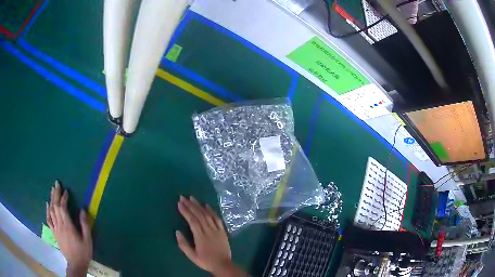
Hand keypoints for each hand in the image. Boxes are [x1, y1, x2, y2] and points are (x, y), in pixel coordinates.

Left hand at [46, 181, 91, 275]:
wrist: (76, 264)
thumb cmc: (83, 252)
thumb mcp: (88, 240)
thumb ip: (84, 224)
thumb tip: (82, 209)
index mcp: (68, 226)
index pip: (63, 208)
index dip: (63, 198)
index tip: (66, 191)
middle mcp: (60, 225)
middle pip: (55, 207)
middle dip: (55, 194)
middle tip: (56, 184)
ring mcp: (55, 228)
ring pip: (51, 211)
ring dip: (51, 199)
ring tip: (52, 191)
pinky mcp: (54, 232)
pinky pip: (48, 219)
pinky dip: (47, 210)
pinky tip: (47, 204)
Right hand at [176, 196, 244, 275]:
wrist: (223, 265)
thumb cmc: (206, 261)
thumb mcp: (192, 256)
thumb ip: (184, 244)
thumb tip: (177, 231)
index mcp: (200, 236)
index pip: (192, 220)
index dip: (185, 211)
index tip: (179, 203)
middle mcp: (209, 230)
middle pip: (199, 215)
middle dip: (190, 205)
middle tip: (183, 197)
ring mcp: (217, 229)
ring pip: (207, 215)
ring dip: (199, 205)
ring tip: (192, 198)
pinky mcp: (223, 231)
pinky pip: (217, 218)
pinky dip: (212, 211)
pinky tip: (207, 205)